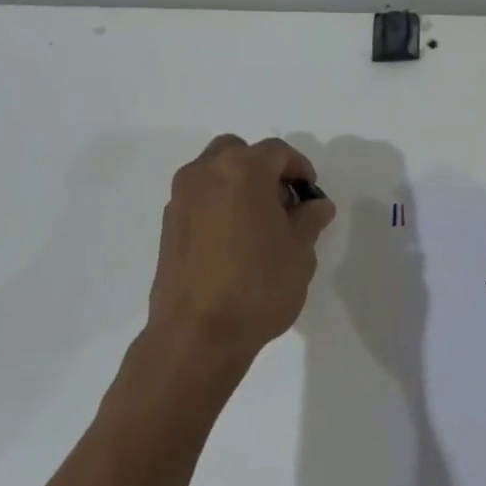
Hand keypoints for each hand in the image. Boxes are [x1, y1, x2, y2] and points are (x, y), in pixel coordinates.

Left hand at [148, 135, 335, 356]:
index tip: (310, 195)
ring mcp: (181, 199)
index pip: (277, 152)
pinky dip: (219, 205)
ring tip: (259, 225)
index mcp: (242, 170)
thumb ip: (309, 219)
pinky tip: (235, 242)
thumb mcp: (300, 252)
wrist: (198, 334)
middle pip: (238, 152)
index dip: (300, 168)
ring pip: (214, 173)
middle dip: (263, 170)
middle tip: (283, 204)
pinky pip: (199, 199)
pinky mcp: (168, 225)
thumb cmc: (258, 286)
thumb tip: (316, 205)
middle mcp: (205, 174)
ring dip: (238, 186)